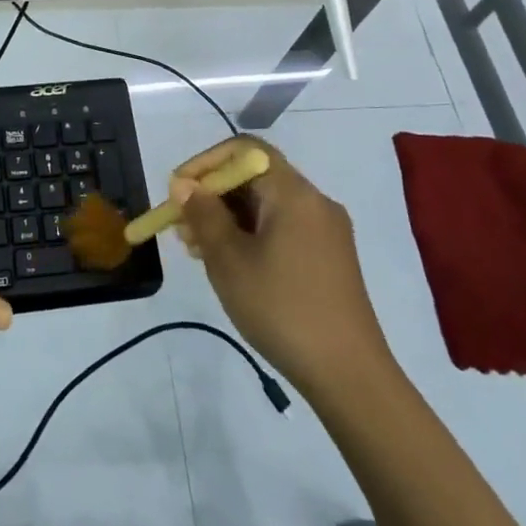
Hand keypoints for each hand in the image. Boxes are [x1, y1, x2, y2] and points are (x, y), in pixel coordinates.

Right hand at [171, 138, 391, 391]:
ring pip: (266, 205)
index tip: (178, 191)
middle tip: (181, 227)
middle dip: (213, 195)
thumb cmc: (282, 309)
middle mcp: (315, 202)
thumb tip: (185, 184)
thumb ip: (204, 215)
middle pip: (255, 177)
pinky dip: (251, 235)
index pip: (245, 150)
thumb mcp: (230, 261)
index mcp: (294, 193)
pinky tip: (230, 264)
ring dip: (228, 218)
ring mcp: (326, 231)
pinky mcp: (329, 258)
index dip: (205, 163)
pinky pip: (281, 228)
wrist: (348, 375)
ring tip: (197, 250)